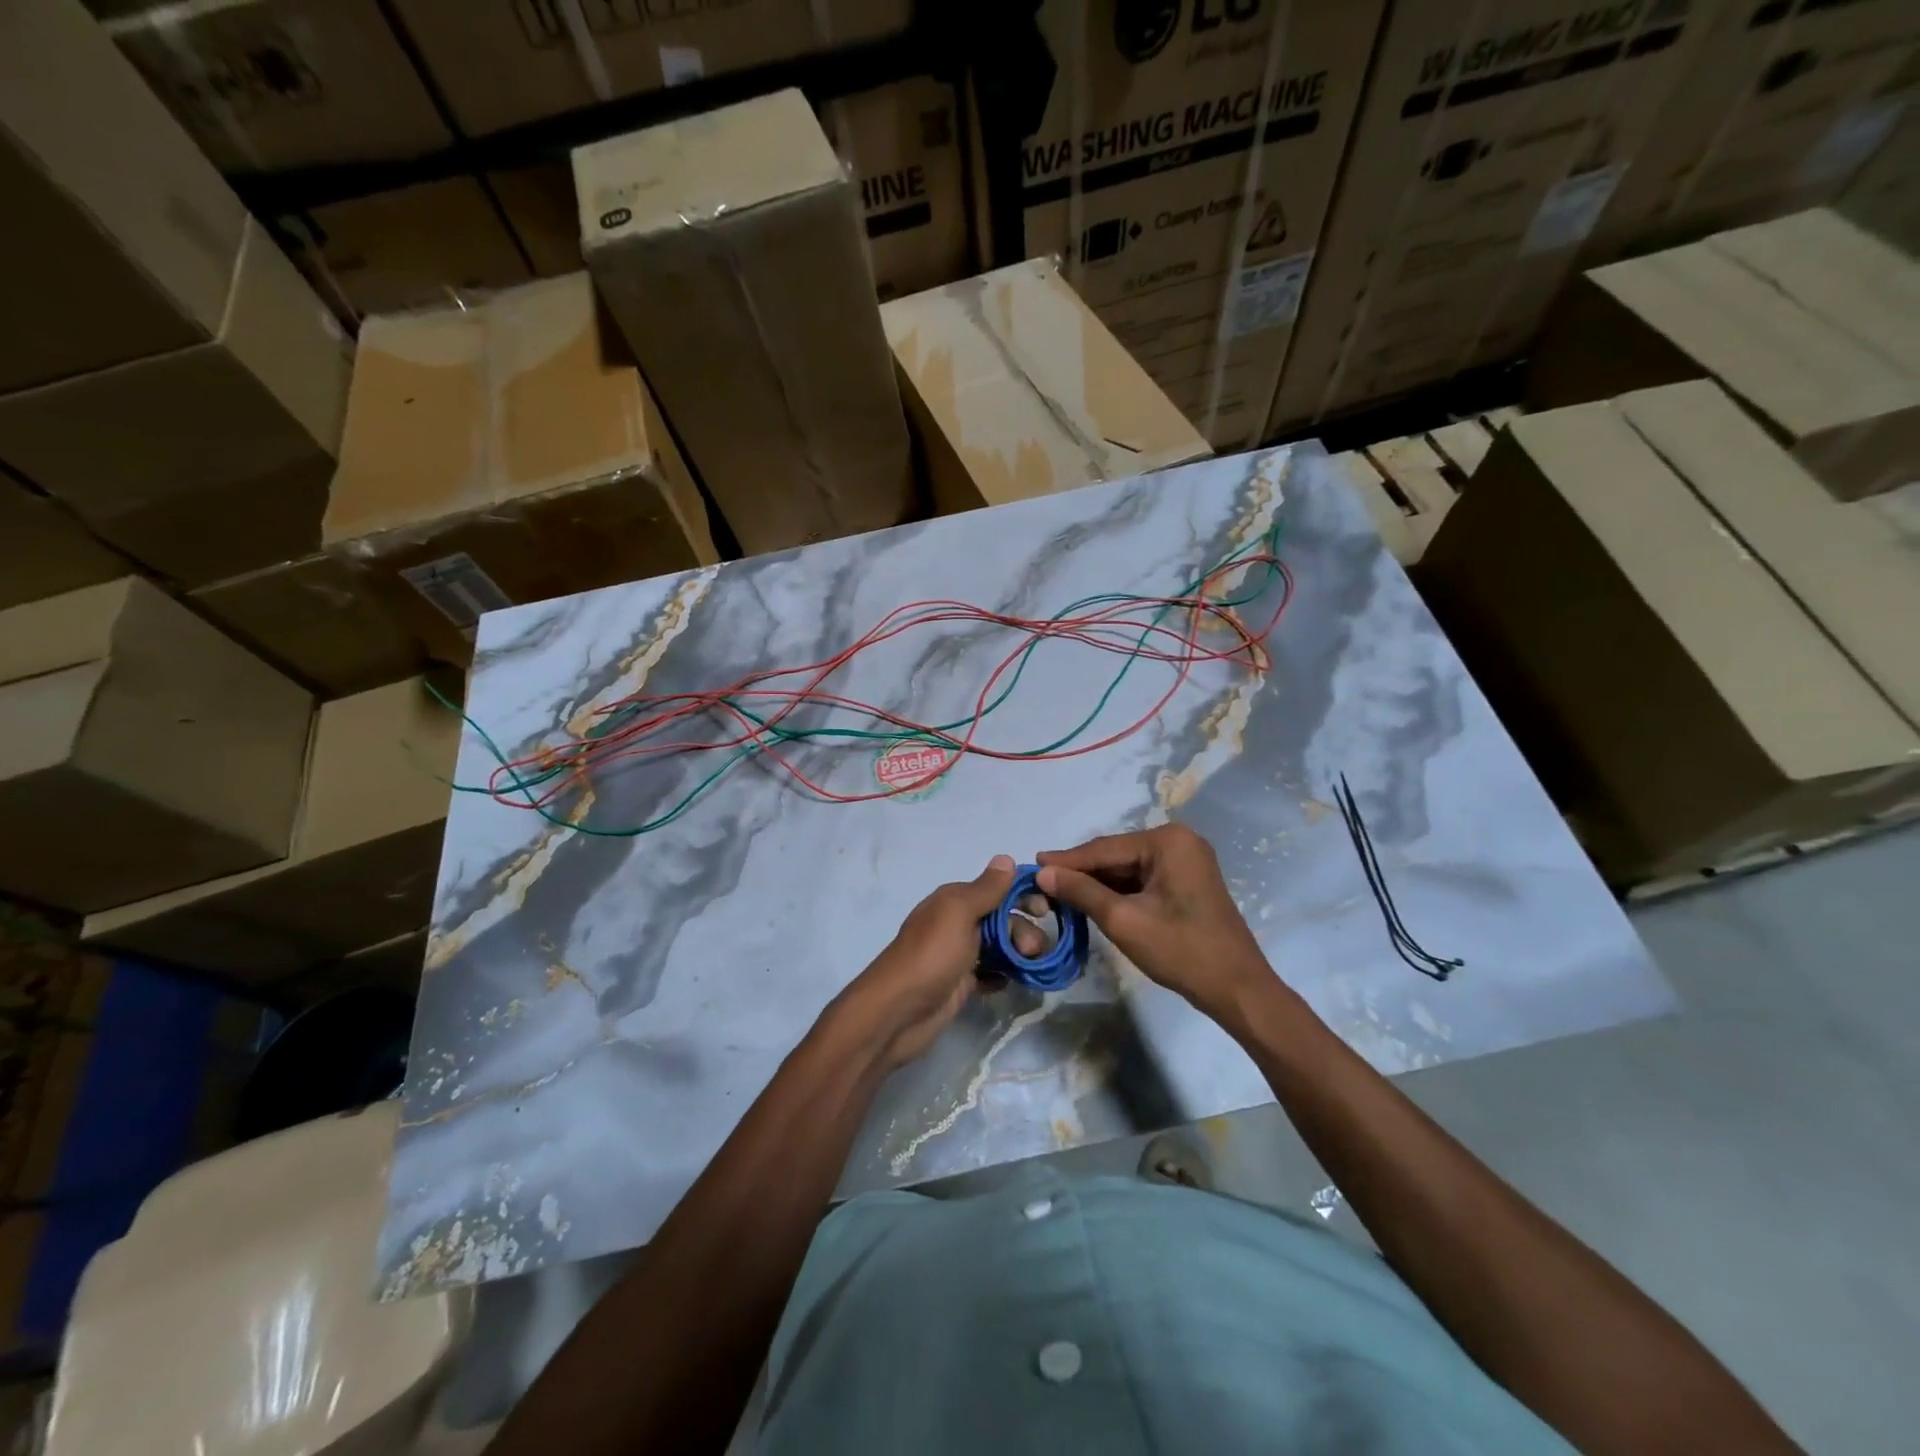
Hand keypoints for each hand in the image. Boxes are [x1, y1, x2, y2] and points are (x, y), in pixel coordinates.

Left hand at [832, 855, 1039, 1070]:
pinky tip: (1013, 982)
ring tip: (1028, 967)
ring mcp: (959, 954)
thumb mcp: (959, 912)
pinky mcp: (961, 983)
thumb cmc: (932, 955)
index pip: (996, 888)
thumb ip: (985, 889)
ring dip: (1019, 953)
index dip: (1022, 895)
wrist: (899, 1012)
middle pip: (1002, 918)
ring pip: (1000, 946)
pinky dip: (1005, 974)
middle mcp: (956, 922)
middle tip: (1033, 950)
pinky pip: (992, 972)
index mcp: (954, 900)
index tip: (1046, 909)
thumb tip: (1006, 858)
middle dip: (1023, 929)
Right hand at [1037, 825, 1273, 1020]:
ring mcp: (1186, 861)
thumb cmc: (1181, 951)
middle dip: (1081, 872)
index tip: (1032, 865)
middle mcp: (1179, 841)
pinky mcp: (1187, 882)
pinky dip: (1118, 892)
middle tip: (1041, 882)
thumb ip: (1081, 892)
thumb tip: (1043, 873)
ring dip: (1097, 883)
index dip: (1066, 860)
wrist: (1237, 989)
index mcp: (1168, 841)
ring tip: (1058, 893)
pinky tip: (1091, 901)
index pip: (1104, 848)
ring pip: (1128, 869)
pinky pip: (1143, 880)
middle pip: (1116, 856)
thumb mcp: (1123, 920)